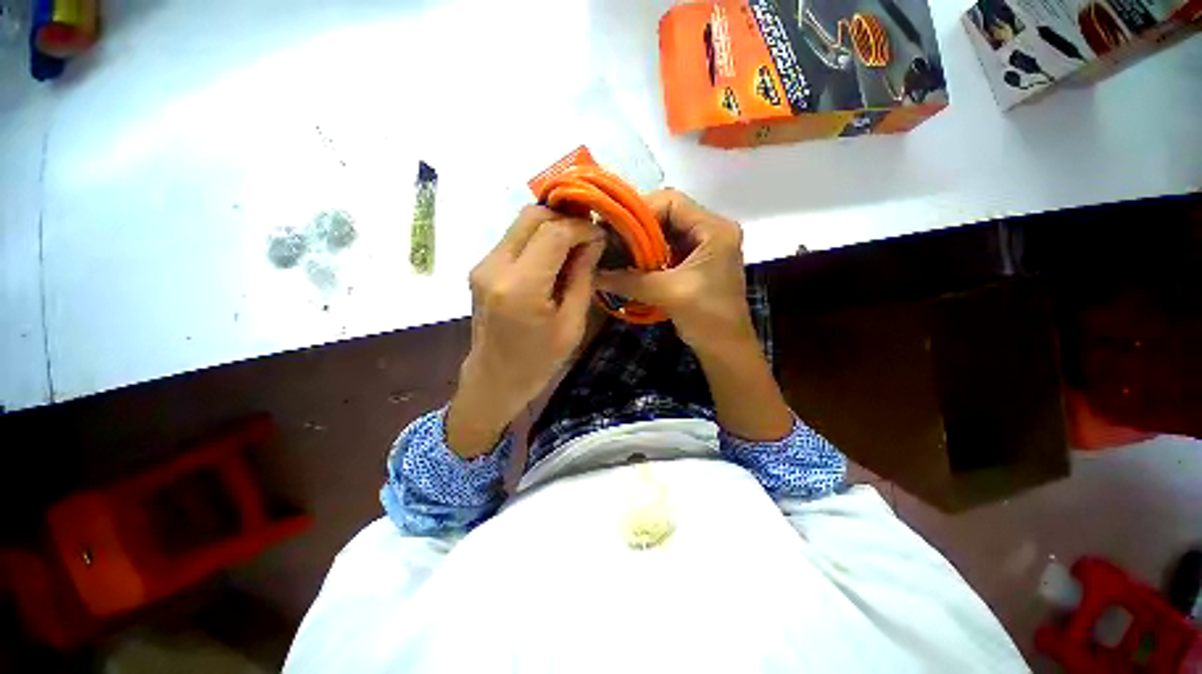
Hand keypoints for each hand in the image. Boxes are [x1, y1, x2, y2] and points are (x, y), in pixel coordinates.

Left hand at [447, 206, 604, 456]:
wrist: (494, 379)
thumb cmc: (539, 361)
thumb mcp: (571, 324)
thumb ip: (582, 277)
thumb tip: (594, 240)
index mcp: (521, 287)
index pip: (554, 233)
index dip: (582, 227)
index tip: (601, 235)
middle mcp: (495, 266)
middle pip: (532, 216)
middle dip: (565, 217)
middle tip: (589, 233)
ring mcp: (483, 264)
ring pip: (521, 222)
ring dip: (551, 225)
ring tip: (575, 244)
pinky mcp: (481, 267)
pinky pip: (514, 238)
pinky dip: (538, 238)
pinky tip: (554, 256)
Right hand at [597, 189, 755, 354]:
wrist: (725, 348)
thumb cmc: (707, 317)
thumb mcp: (667, 293)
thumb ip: (629, 280)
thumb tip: (592, 273)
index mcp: (714, 229)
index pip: (672, 201)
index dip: (640, 210)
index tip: (614, 226)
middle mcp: (710, 231)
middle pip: (667, 215)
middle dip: (637, 228)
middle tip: (610, 239)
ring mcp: (703, 247)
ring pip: (665, 234)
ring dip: (640, 243)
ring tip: (616, 252)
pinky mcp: (695, 263)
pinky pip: (666, 251)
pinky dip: (647, 256)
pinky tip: (630, 265)